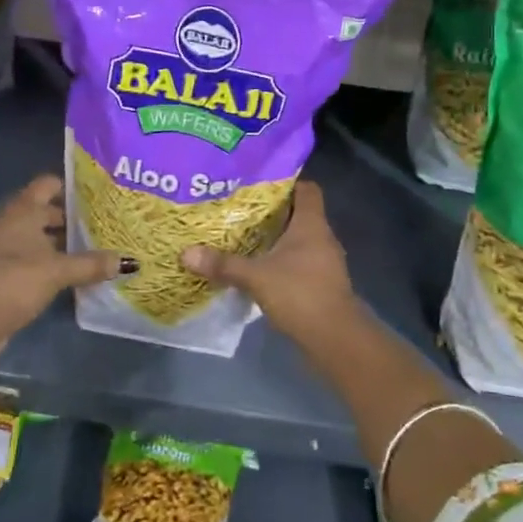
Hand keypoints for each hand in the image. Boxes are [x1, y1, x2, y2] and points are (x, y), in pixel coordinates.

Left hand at [0, 175, 126, 348]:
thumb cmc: (17, 281)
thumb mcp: (59, 271)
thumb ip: (91, 264)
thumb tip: (127, 261)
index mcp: (22, 212)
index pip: (47, 185)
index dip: (69, 186)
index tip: (93, 195)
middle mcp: (8, 222)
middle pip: (42, 210)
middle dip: (67, 217)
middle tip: (97, 225)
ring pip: (33, 234)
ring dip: (55, 240)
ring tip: (86, 249)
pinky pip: (25, 254)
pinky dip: (43, 258)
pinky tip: (62, 272)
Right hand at [180, 182, 356, 343]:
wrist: (336, 339)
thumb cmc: (300, 294)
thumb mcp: (256, 277)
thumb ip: (223, 264)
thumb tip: (186, 253)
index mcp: (312, 223)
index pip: (306, 188)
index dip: (286, 183)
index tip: (259, 185)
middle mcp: (322, 236)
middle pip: (300, 213)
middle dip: (273, 212)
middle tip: (241, 210)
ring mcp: (325, 261)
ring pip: (299, 240)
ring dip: (277, 239)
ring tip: (245, 238)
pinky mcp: (322, 283)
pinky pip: (300, 262)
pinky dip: (282, 262)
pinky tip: (260, 269)